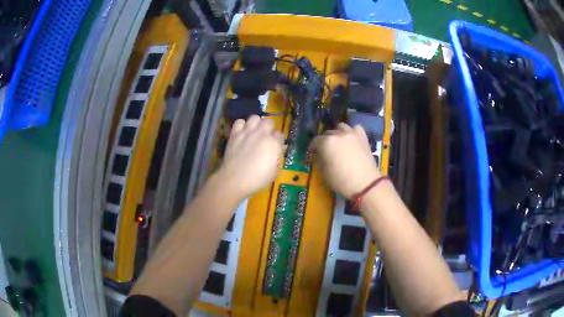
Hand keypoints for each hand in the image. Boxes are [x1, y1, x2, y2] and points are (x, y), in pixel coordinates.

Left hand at [217, 115, 283, 199]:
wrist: (235, 179)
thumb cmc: (257, 179)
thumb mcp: (274, 171)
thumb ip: (276, 157)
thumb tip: (276, 150)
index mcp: (273, 143)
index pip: (280, 135)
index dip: (278, 141)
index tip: (275, 147)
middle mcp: (261, 133)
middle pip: (268, 122)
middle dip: (269, 129)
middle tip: (265, 138)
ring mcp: (247, 132)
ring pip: (255, 118)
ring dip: (256, 124)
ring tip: (254, 132)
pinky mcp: (235, 133)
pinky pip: (239, 122)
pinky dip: (242, 126)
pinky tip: (242, 133)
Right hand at [311, 123, 380, 198]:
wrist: (365, 183)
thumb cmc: (342, 181)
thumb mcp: (324, 173)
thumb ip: (318, 160)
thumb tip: (317, 155)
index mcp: (326, 143)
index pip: (315, 141)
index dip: (313, 147)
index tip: (313, 153)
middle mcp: (338, 134)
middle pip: (327, 133)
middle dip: (324, 141)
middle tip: (326, 151)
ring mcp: (351, 133)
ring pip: (340, 127)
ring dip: (337, 133)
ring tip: (338, 143)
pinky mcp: (362, 136)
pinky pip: (355, 128)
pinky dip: (351, 132)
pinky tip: (351, 140)